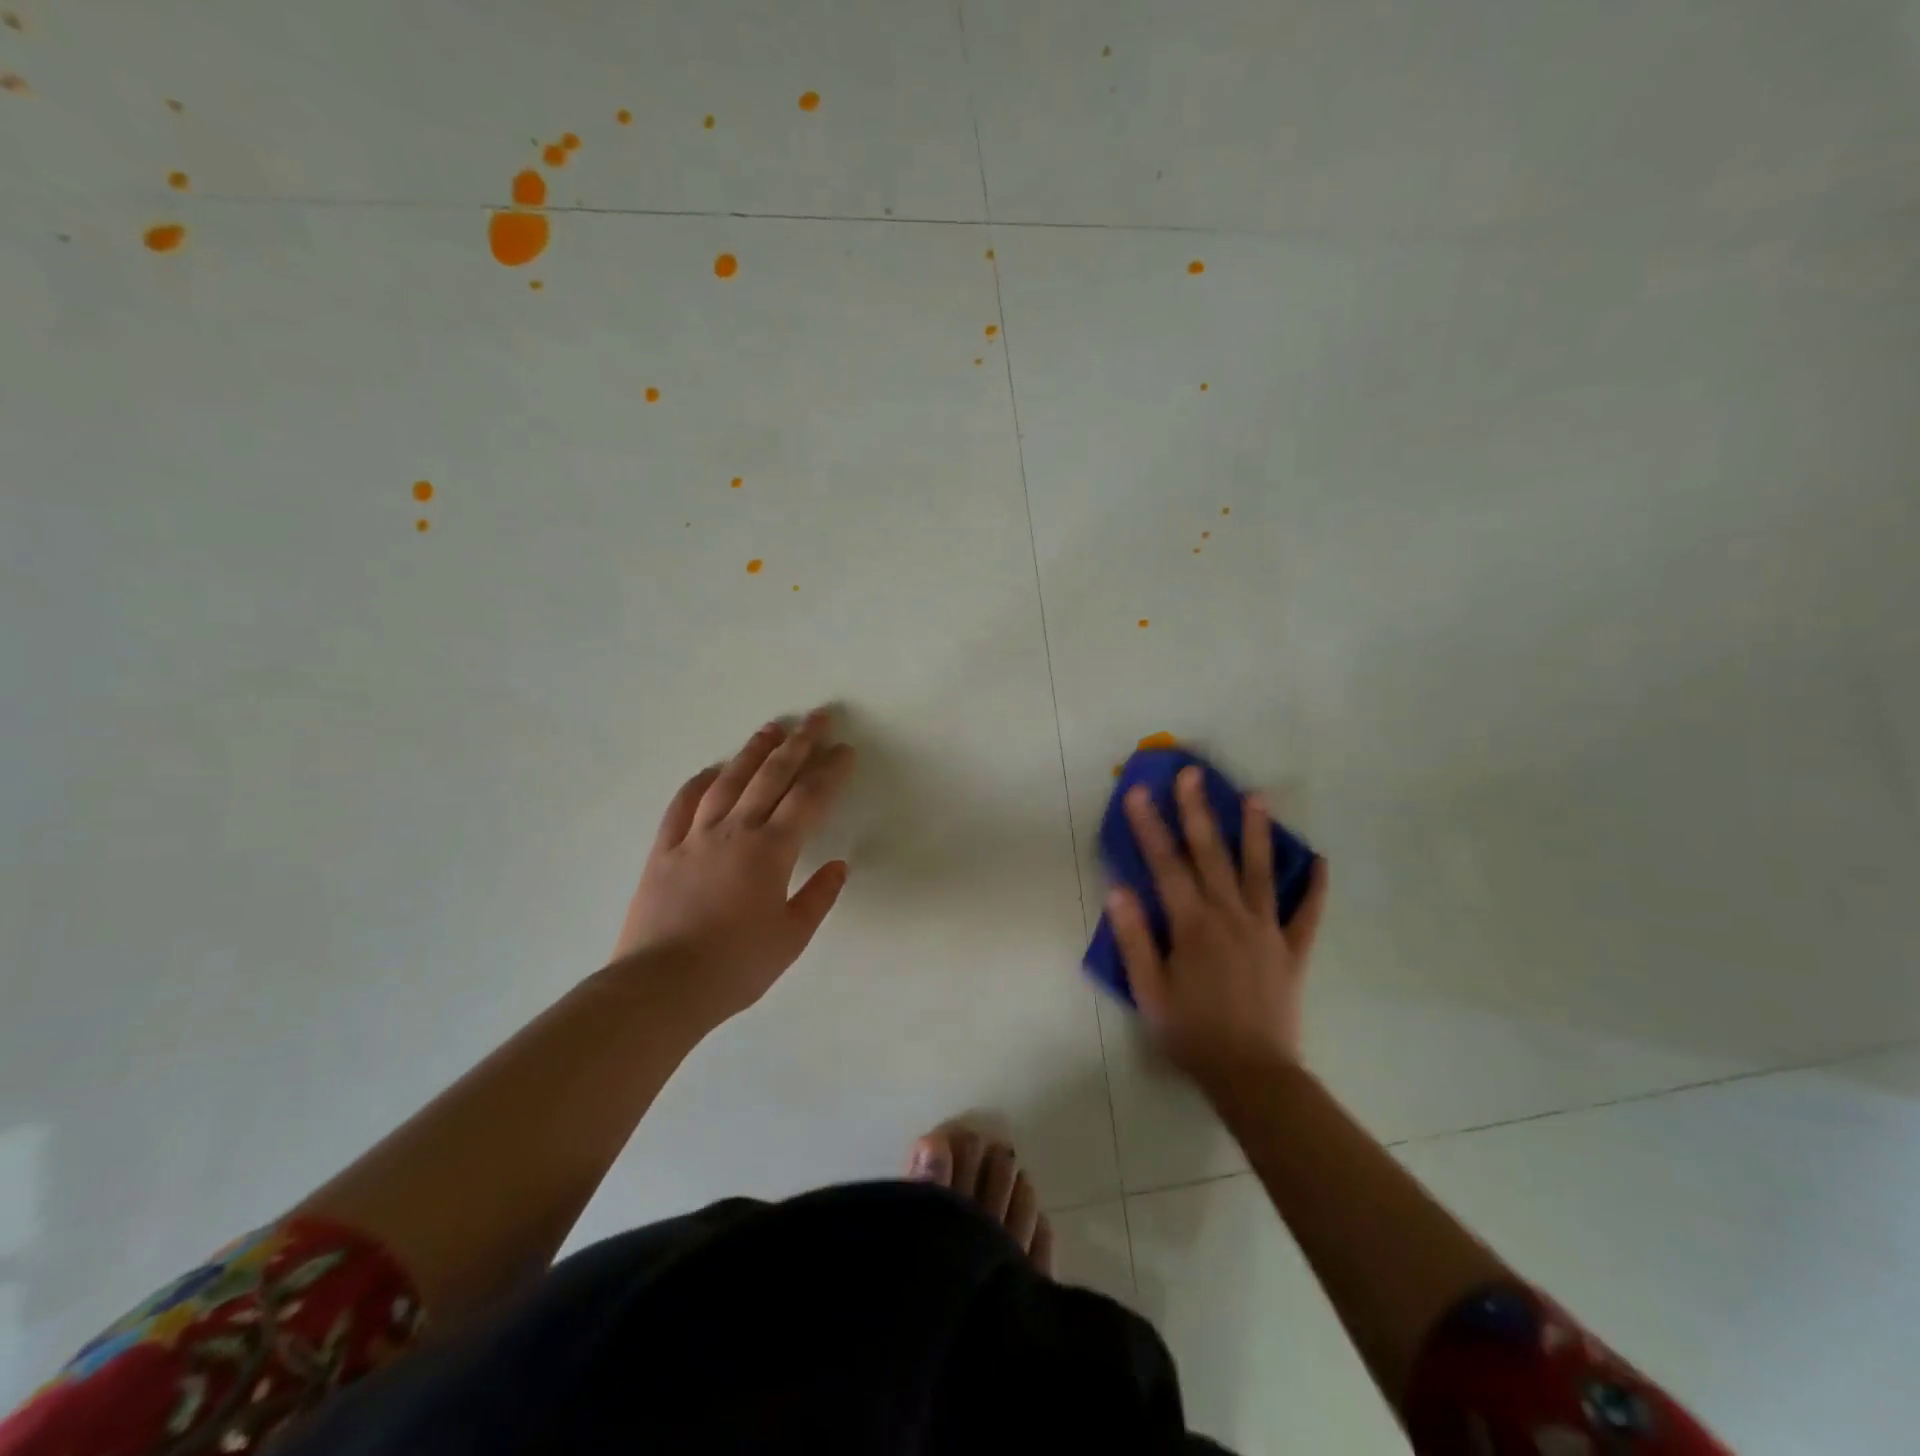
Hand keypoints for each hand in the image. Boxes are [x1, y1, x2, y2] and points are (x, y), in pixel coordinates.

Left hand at [611, 709, 855, 1027]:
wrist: (660, 987)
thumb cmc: (735, 966)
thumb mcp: (790, 938)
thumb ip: (818, 897)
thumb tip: (838, 865)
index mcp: (771, 851)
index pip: (809, 799)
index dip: (830, 771)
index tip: (844, 749)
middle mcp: (735, 831)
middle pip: (772, 776)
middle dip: (799, 744)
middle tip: (816, 718)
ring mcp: (695, 837)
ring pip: (729, 781)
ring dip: (753, 752)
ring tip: (771, 729)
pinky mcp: (663, 850)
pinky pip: (683, 805)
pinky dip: (699, 783)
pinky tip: (711, 770)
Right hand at [1105, 766, 1329, 1086]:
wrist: (1252, 1075)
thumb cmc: (1191, 1033)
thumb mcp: (1149, 991)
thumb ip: (1134, 938)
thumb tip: (1118, 890)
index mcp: (1192, 925)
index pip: (1165, 865)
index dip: (1150, 827)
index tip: (1140, 793)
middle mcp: (1230, 916)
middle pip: (1211, 855)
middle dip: (1198, 811)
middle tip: (1192, 774)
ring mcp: (1266, 930)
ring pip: (1260, 872)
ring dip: (1257, 832)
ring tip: (1257, 797)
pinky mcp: (1292, 950)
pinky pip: (1307, 914)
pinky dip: (1314, 887)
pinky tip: (1319, 861)